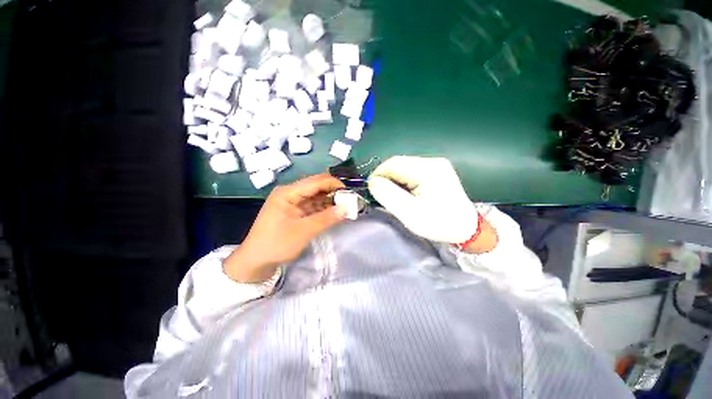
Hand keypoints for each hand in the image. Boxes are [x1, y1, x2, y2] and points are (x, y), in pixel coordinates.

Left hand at [224, 174, 346, 282]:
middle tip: (350, 199)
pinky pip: (312, 206)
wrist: (255, 262)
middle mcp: (290, 193)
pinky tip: (335, 212)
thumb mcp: (303, 231)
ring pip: (316, 196)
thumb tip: (347, 208)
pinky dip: (324, 208)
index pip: (315, 182)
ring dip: (330, 200)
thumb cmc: (276, 244)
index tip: (350, 192)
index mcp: (287, 193)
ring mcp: (292, 203)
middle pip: (316, 187)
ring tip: (346, 205)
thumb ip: (326, 218)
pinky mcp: (295, 212)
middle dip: (333, 191)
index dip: (334, 184)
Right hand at [368, 156, 494, 249]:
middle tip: (380, 196)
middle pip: (398, 164)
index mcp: (429, 170)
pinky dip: (401, 182)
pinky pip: (410, 172)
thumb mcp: (410, 214)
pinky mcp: (434, 171)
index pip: (393, 163)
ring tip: (392, 196)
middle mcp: (432, 162)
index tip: (371, 190)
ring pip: (402, 168)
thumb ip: (388, 195)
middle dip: (385, 178)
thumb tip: (372, 182)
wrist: (465, 228)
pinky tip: (403, 193)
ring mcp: (435, 165)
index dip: (378, 174)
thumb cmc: (438, 224)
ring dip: (393, 181)